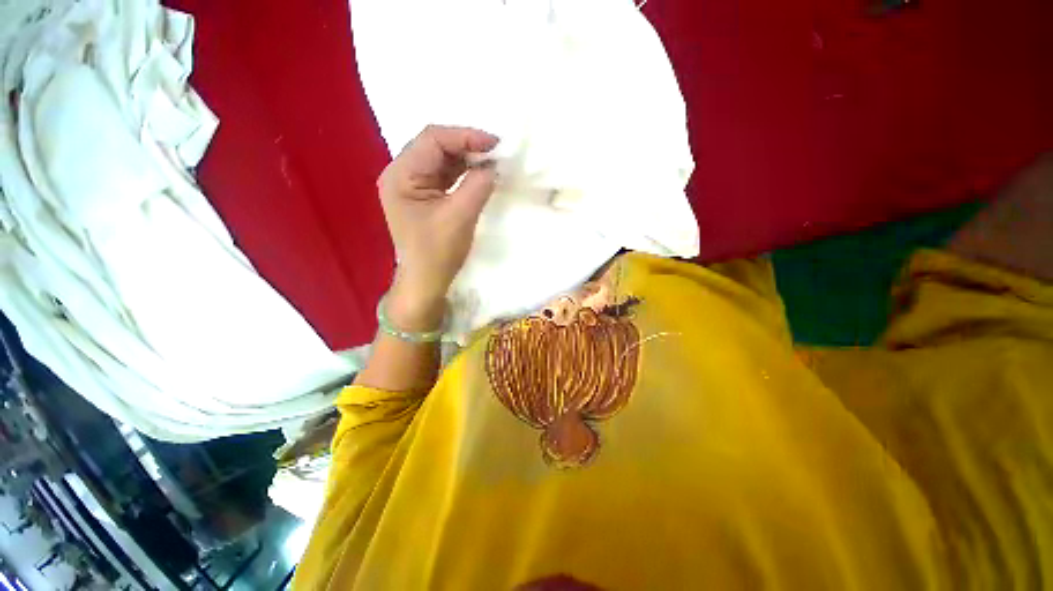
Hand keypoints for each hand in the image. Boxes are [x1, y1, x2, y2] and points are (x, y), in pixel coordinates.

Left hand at [378, 125, 498, 330]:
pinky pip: (444, 176)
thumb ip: (477, 185)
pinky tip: (479, 174)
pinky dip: (463, 173)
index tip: (494, 144)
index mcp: (401, 176)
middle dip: (466, 146)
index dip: (465, 136)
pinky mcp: (423, 197)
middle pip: (435, 146)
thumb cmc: (438, 253)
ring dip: (466, 159)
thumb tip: (493, 165)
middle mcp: (401, 175)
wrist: (426, 282)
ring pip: (441, 160)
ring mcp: (411, 186)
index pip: (432, 140)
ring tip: (491, 162)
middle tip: (495, 152)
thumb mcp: (460, 216)